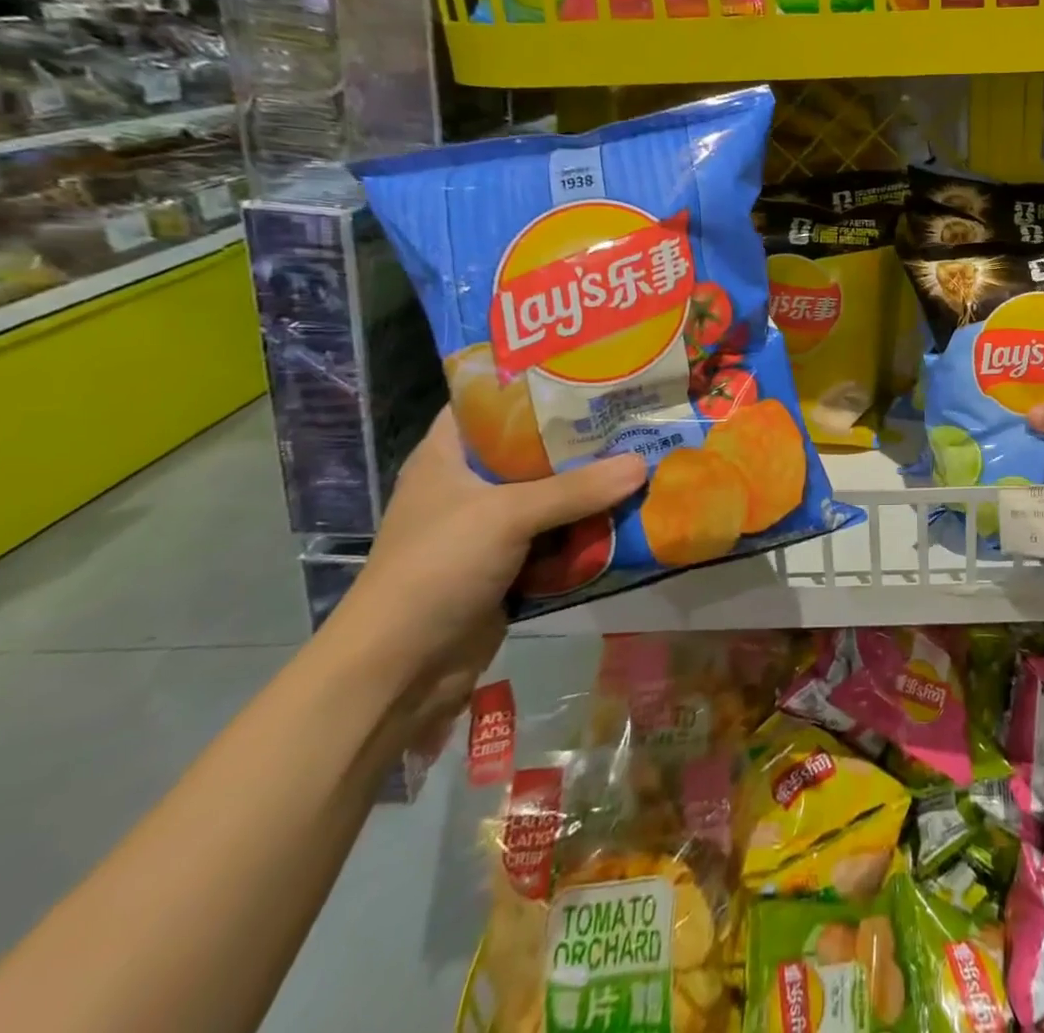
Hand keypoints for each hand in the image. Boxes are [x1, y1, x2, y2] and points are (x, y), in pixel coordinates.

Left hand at [335, 408, 649, 685]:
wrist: (400, 671)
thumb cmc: (437, 568)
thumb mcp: (507, 515)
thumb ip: (577, 489)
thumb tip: (643, 464)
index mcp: (447, 456)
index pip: (490, 402)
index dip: (534, 385)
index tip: (587, 371)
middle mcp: (468, 485)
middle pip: (532, 450)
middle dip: (580, 440)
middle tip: (632, 416)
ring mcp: (489, 528)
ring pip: (551, 495)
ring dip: (591, 488)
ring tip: (643, 457)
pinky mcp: (509, 565)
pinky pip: (557, 536)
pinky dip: (586, 529)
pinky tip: (628, 513)